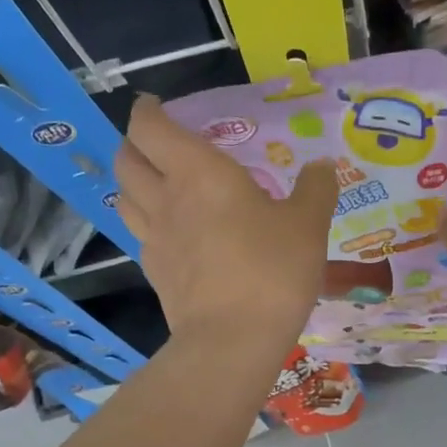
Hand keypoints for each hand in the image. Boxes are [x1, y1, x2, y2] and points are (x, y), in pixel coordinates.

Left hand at [116, 95, 337, 348]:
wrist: (233, 340)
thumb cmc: (271, 271)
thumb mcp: (308, 226)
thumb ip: (316, 190)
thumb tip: (322, 166)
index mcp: (199, 172)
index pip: (150, 127)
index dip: (147, 111)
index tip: (154, 105)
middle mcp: (166, 199)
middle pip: (127, 159)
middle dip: (134, 144)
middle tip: (156, 145)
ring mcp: (155, 239)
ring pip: (124, 197)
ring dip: (134, 183)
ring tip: (156, 185)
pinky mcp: (156, 274)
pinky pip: (141, 236)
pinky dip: (148, 224)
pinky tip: (171, 234)